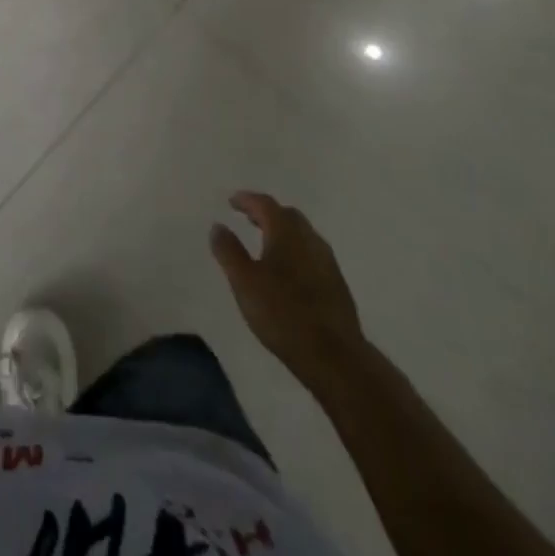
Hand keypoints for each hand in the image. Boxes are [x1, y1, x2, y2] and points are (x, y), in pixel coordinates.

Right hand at [211, 191, 365, 386]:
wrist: (334, 356)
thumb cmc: (282, 313)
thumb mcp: (244, 282)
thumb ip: (228, 251)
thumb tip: (218, 226)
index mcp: (286, 233)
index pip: (265, 204)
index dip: (247, 199)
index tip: (232, 201)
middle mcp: (309, 239)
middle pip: (288, 215)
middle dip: (267, 213)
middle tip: (248, 218)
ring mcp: (327, 262)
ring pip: (303, 235)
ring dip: (283, 232)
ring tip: (265, 243)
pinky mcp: (337, 284)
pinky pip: (312, 254)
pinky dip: (296, 250)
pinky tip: (288, 271)